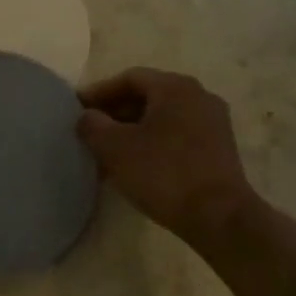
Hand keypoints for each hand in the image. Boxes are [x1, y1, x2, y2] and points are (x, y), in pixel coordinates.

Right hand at [77, 68, 256, 239]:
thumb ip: (93, 125)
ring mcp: (213, 123)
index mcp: (175, 87)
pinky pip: (177, 135)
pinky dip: (153, 143)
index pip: (129, 78)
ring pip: (162, 117)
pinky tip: (136, 165)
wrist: (219, 217)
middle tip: (90, 131)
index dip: (99, 92)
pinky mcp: (219, 149)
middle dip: (115, 112)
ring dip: (133, 130)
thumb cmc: (163, 173)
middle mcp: (198, 96)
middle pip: (148, 96)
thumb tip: (87, 116)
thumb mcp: (115, 148)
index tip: (76, 109)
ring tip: (108, 152)